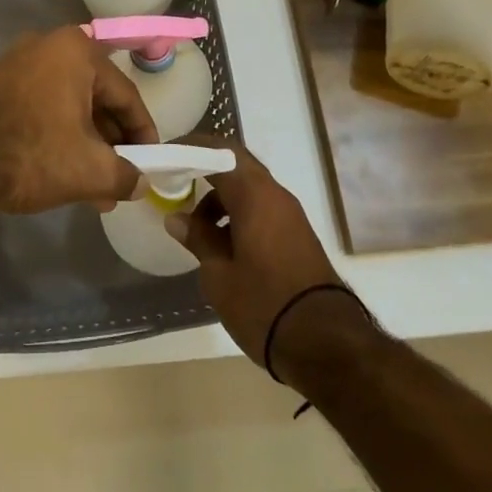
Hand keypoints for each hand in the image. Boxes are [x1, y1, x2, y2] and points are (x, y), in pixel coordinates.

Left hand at [0, 27, 158, 214]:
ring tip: (94, 190)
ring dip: (84, 146)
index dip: (143, 133)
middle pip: (95, 98)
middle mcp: (48, 47)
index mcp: (78, 52)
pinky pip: (40, 109)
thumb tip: (141, 184)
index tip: (151, 163)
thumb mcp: (88, 170)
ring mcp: (16, 64)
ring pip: (67, 107)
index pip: (126, 94)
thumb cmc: (30, 151)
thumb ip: (125, 176)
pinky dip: (56, 138)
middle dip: (111, 144)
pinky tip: (61, 175)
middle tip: (121, 179)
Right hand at [164, 139, 348, 368]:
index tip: (165, 154)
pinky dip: (237, 214)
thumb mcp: (219, 275)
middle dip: (205, 170)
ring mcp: (290, 215)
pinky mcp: (297, 236)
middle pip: (237, 165)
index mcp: (255, 194)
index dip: (191, 147)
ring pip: (249, 189)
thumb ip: (198, 239)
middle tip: (175, 182)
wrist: (325, 344)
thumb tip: (177, 218)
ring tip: (195, 228)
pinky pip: (261, 209)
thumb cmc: (263, 304)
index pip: (219, 150)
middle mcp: (276, 195)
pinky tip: (222, 245)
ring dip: (220, 198)